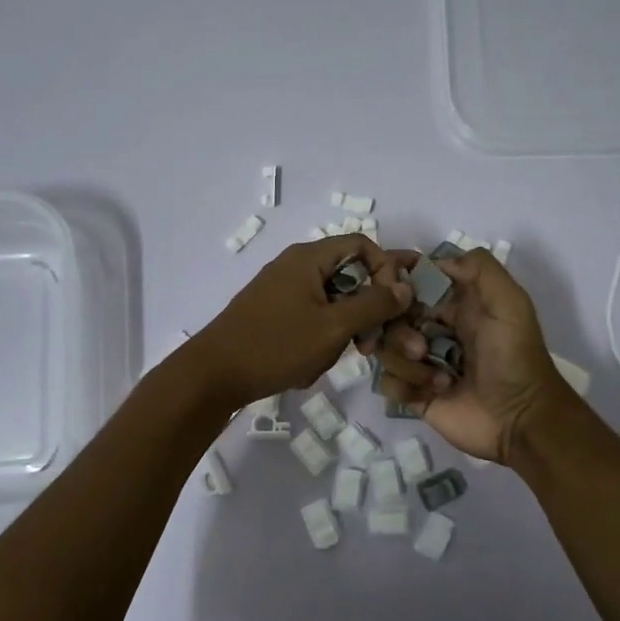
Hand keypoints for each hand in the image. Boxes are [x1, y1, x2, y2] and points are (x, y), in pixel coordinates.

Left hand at [185, 237, 412, 407]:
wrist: (214, 375)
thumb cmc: (276, 345)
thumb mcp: (333, 327)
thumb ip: (373, 305)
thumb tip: (405, 286)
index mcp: (309, 257)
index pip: (362, 245)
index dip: (385, 270)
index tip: (393, 305)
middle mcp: (296, 266)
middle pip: (349, 275)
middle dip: (365, 310)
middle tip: (371, 342)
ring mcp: (282, 291)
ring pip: (332, 302)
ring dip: (342, 330)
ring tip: (334, 358)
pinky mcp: (274, 314)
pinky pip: (312, 318)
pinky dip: (320, 339)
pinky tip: (310, 365)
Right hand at [369, 249, 569, 464]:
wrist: (521, 420)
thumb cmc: (514, 357)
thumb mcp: (510, 303)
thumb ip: (480, 269)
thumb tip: (435, 261)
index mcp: (453, 304)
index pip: (411, 282)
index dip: (395, 282)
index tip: (387, 288)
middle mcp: (433, 328)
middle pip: (390, 316)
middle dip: (399, 331)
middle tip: (421, 348)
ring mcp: (421, 361)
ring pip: (385, 348)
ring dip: (407, 362)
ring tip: (439, 377)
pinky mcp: (414, 393)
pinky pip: (387, 381)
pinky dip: (405, 386)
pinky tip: (433, 393)